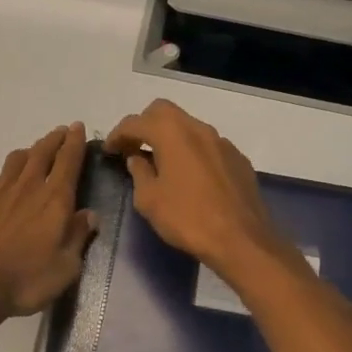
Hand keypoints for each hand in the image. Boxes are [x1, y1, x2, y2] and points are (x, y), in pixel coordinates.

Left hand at [0, 123, 96, 320]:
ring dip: (29, 152)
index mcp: (54, 200)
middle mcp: (27, 187)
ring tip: (34, 152)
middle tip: (62, 132)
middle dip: (54, 139)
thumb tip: (89, 215)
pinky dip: (1, 175)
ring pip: (16, 160)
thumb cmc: (25, 281)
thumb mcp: (65, 268)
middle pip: (42, 153)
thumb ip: (78, 237)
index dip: (75, 142)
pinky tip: (0, 182)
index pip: (68, 161)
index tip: (78, 127)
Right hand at [105, 100, 289, 278]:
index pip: (136, 122)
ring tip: (160, 161)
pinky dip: (191, 151)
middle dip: (144, 124)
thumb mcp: (149, 200)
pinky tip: (190, 176)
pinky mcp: (238, 159)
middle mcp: (198, 128)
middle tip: (133, 147)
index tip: (109, 150)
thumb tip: (137, 159)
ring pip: (188, 126)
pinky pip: (207, 145)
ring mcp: (222, 142)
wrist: (242, 240)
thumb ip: (139, 173)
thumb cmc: (188, 219)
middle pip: (164, 111)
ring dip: (170, 137)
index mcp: (172, 134)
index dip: (118, 134)